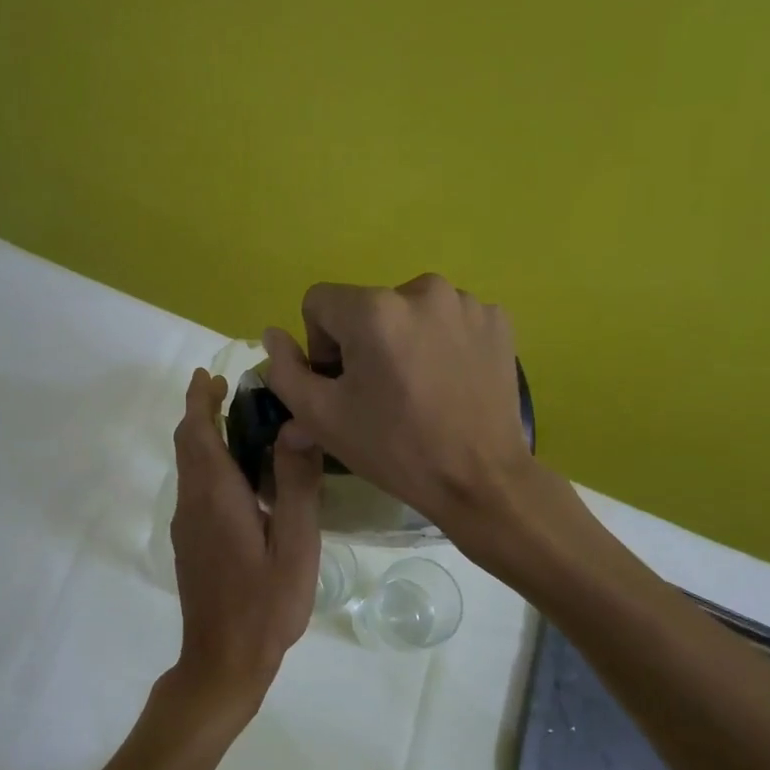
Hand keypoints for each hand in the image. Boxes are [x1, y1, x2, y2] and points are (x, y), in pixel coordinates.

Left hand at [162, 368, 322, 723]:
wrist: (223, 662)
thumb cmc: (266, 605)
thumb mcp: (295, 544)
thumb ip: (295, 484)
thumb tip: (296, 425)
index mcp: (216, 497)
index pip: (198, 432)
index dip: (200, 399)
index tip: (211, 374)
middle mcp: (193, 505)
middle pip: (188, 445)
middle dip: (200, 412)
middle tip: (228, 390)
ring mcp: (188, 527)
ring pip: (190, 468)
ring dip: (205, 438)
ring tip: (239, 423)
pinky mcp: (191, 545)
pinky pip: (196, 489)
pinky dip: (209, 465)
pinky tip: (240, 478)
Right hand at [261, 275, 534, 536]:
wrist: (480, 480)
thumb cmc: (395, 450)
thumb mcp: (322, 418)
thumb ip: (285, 371)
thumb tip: (272, 335)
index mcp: (374, 309)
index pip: (319, 303)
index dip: (320, 346)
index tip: (343, 385)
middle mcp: (422, 289)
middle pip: (367, 307)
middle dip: (363, 343)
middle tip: (381, 394)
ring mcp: (467, 303)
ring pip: (409, 312)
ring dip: (403, 341)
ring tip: (419, 389)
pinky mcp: (497, 320)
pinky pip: (450, 320)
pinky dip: (442, 343)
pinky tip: (450, 382)